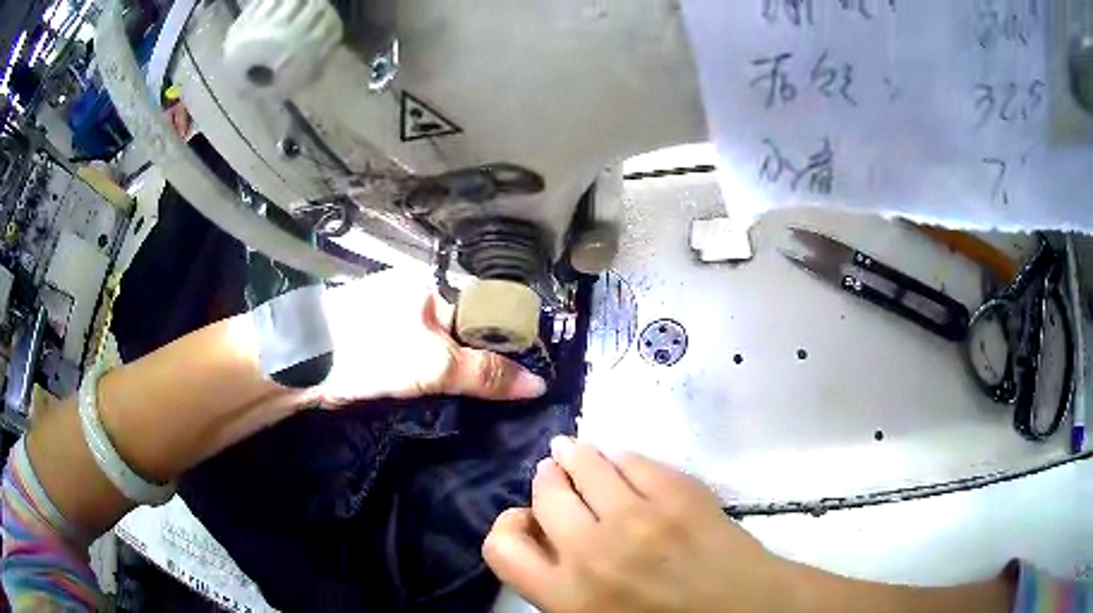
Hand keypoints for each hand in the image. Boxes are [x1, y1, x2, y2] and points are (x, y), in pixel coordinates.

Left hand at [312, 270, 546, 404]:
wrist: (304, 363)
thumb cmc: (370, 351)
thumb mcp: (433, 364)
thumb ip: (484, 373)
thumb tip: (537, 384)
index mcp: (428, 285)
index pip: (480, 312)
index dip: (501, 344)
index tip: (518, 376)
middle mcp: (411, 294)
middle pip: (459, 329)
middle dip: (475, 360)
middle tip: (497, 394)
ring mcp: (390, 315)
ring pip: (437, 344)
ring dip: (451, 370)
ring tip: (471, 399)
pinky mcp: (374, 338)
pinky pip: (415, 353)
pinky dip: (428, 374)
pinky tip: (435, 393)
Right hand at [484, 438, 788, 612]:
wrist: (745, 612)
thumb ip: (562, 587)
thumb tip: (547, 543)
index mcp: (566, 595)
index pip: (501, 547)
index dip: (508, 526)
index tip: (527, 520)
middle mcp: (592, 551)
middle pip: (545, 493)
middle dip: (546, 479)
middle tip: (553, 475)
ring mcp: (639, 516)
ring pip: (585, 463)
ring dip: (574, 454)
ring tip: (573, 451)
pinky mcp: (679, 492)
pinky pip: (633, 459)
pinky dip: (619, 456)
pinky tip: (620, 459)